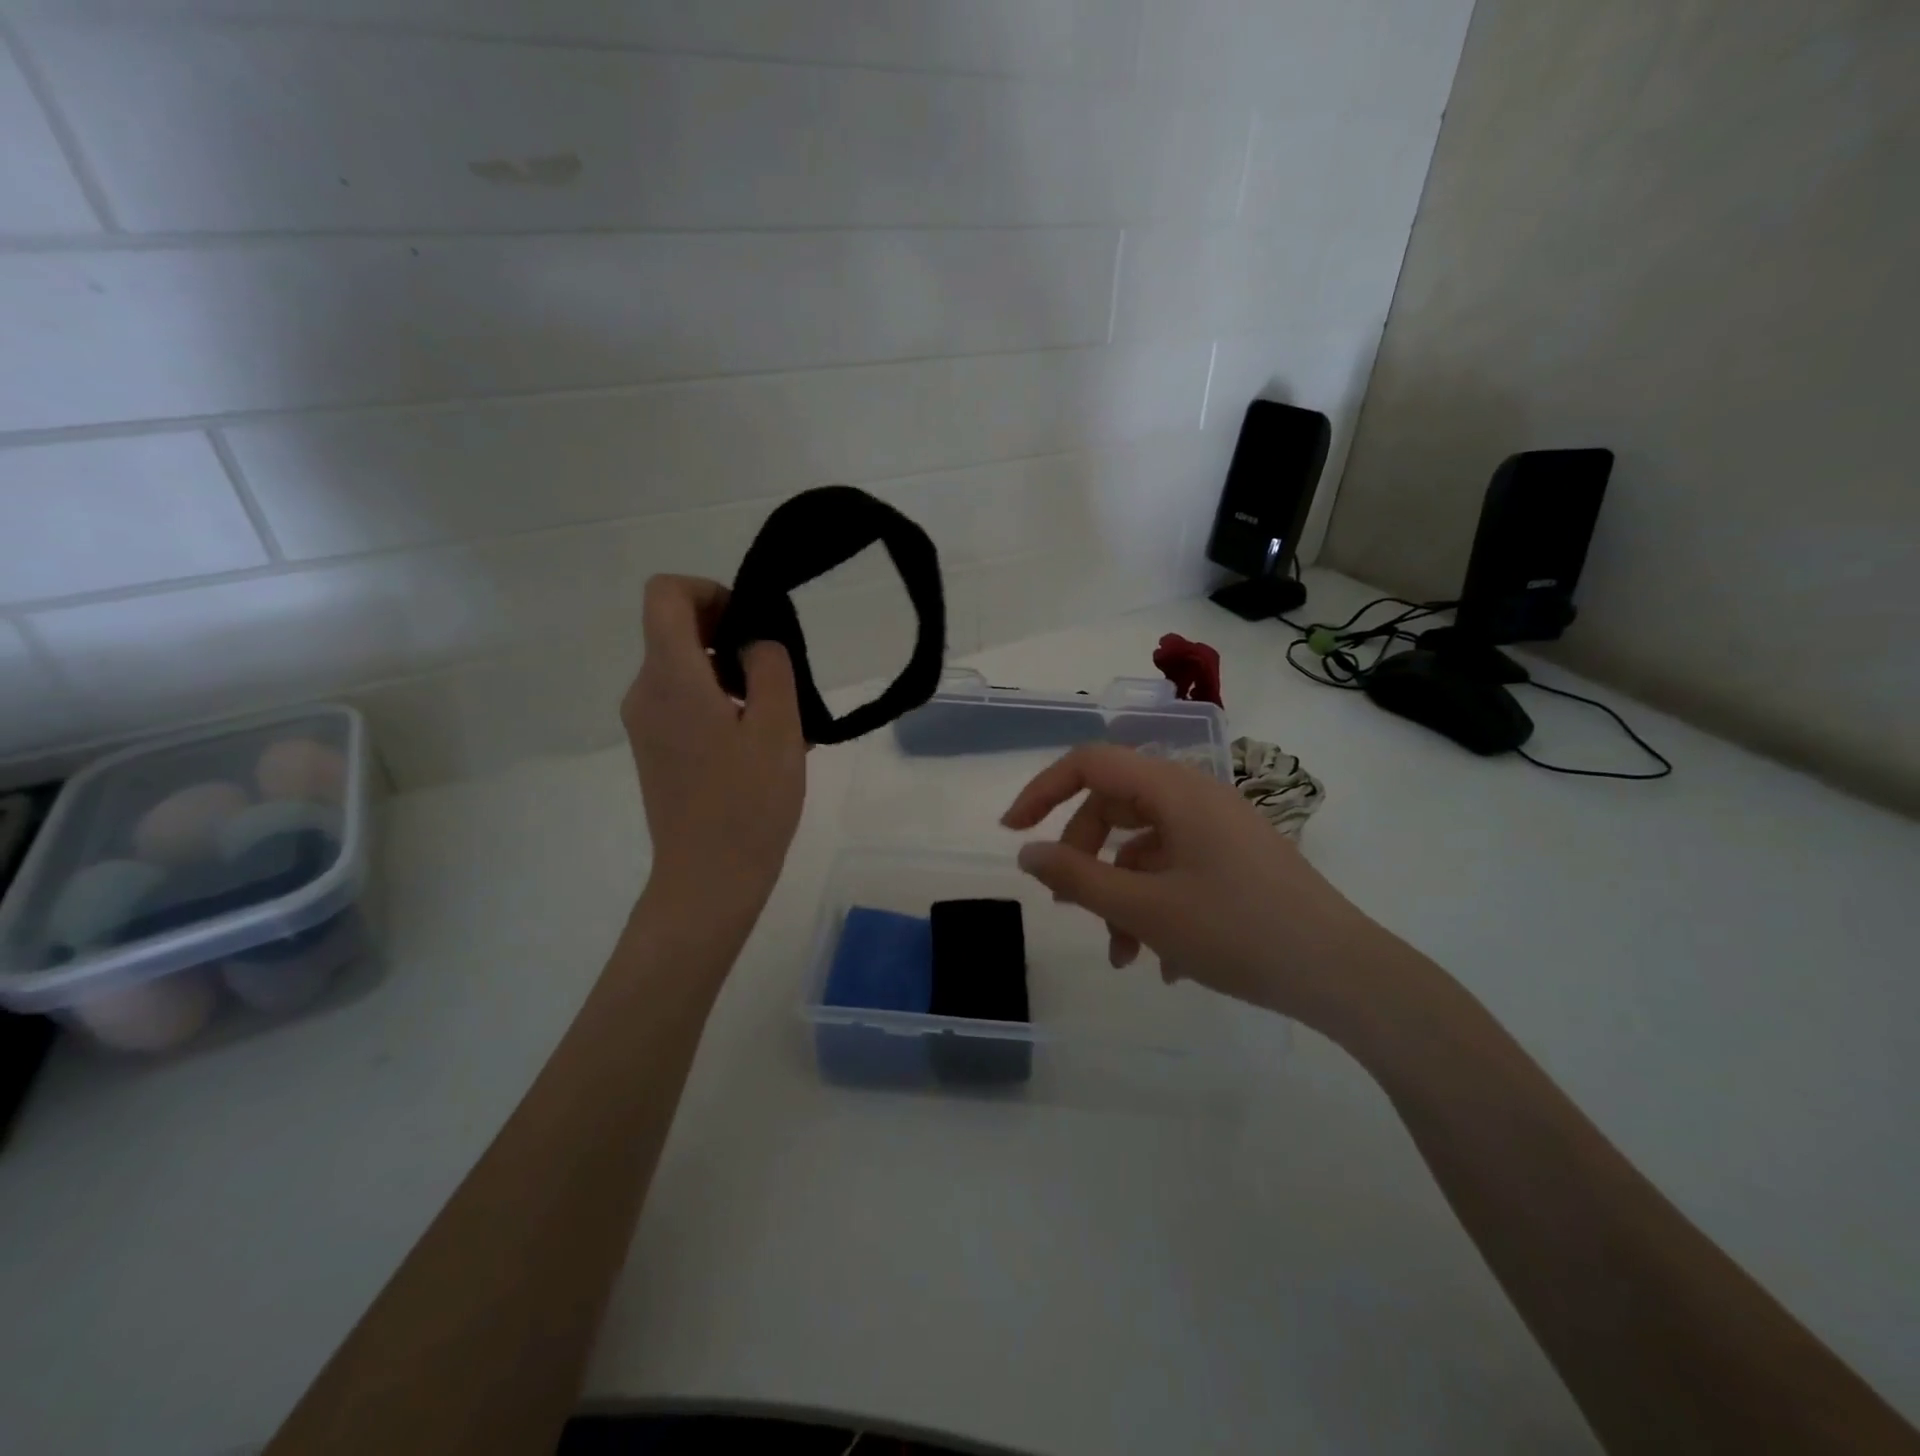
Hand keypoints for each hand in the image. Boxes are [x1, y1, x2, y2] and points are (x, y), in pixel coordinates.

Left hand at [622, 576, 805, 919]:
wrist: (709, 880)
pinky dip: (719, 703)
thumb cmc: (749, 803)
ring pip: (684, 669)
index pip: (666, 593)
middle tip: (778, 678)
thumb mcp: (779, 727)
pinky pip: (683, 703)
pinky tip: (758, 744)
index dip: (710, 591)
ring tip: (778, 718)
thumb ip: (770, 666)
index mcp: (670, 677)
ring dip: (730, 674)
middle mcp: (644, 692)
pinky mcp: (654, 750)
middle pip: (675, 630)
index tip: (750, 625)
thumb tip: (754, 641)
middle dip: (729, 636)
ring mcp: (645, 724)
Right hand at [1001, 744, 1396, 1036]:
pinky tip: (1161, 961)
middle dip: (1084, 857)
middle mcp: (1196, 797)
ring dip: (1120, 895)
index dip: (1044, 790)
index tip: (1013, 832)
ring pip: (1145, 847)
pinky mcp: (1236, 860)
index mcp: (1174, 790)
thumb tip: (1027, 853)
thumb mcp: (1145, 908)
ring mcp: (1219, 829)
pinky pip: (1176, 868)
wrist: (1345, 975)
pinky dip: (1155, 905)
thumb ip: (1077, 877)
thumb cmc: (1238, 932)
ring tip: (1121, 955)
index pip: (1090, 763)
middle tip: (1068, 906)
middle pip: (1115, 807)